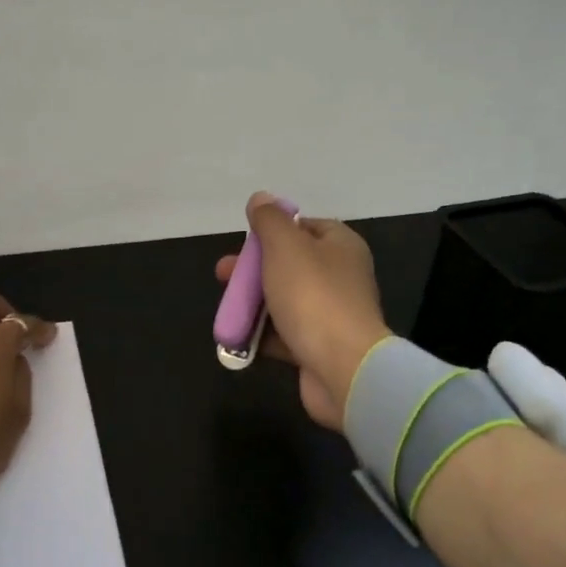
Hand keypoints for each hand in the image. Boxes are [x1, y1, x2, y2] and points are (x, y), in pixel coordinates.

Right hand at [214, 192, 390, 429]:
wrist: (343, 368)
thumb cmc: (313, 297)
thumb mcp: (286, 247)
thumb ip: (270, 220)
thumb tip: (261, 198)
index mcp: (341, 246)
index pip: (305, 227)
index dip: (274, 231)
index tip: (246, 241)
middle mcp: (341, 277)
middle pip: (290, 265)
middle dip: (253, 269)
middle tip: (221, 274)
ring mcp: (331, 315)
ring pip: (284, 301)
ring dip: (253, 303)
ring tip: (225, 308)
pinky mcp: (320, 348)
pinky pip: (285, 334)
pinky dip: (261, 335)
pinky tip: (237, 336)